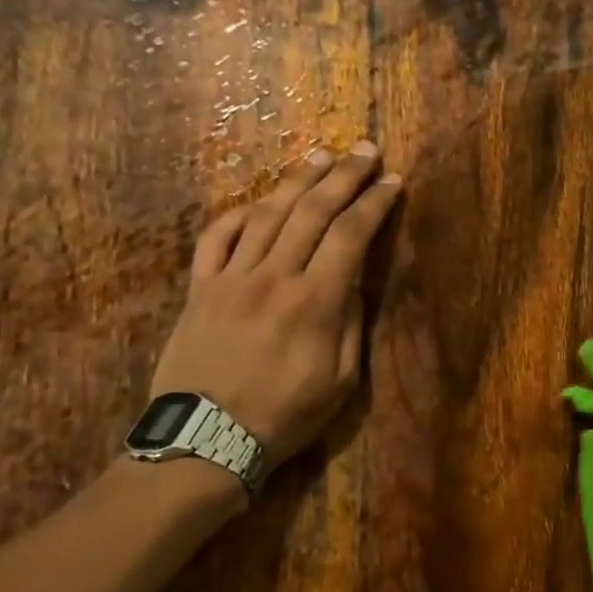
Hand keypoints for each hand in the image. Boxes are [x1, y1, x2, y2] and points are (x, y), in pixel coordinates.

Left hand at [150, 143, 400, 469]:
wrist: (205, 441)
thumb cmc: (285, 417)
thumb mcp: (341, 381)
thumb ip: (350, 324)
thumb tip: (353, 282)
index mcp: (314, 302)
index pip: (350, 235)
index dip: (374, 204)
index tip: (392, 182)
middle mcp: (273, 277)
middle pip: (312, 211)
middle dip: (343, 176)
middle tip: (364, 151)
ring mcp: (230, 278)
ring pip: (266, 214)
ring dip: (297, 181)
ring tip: (320, 157)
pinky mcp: (199, 288)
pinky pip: (217, 237)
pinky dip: (239, 213)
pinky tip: (259, 201)